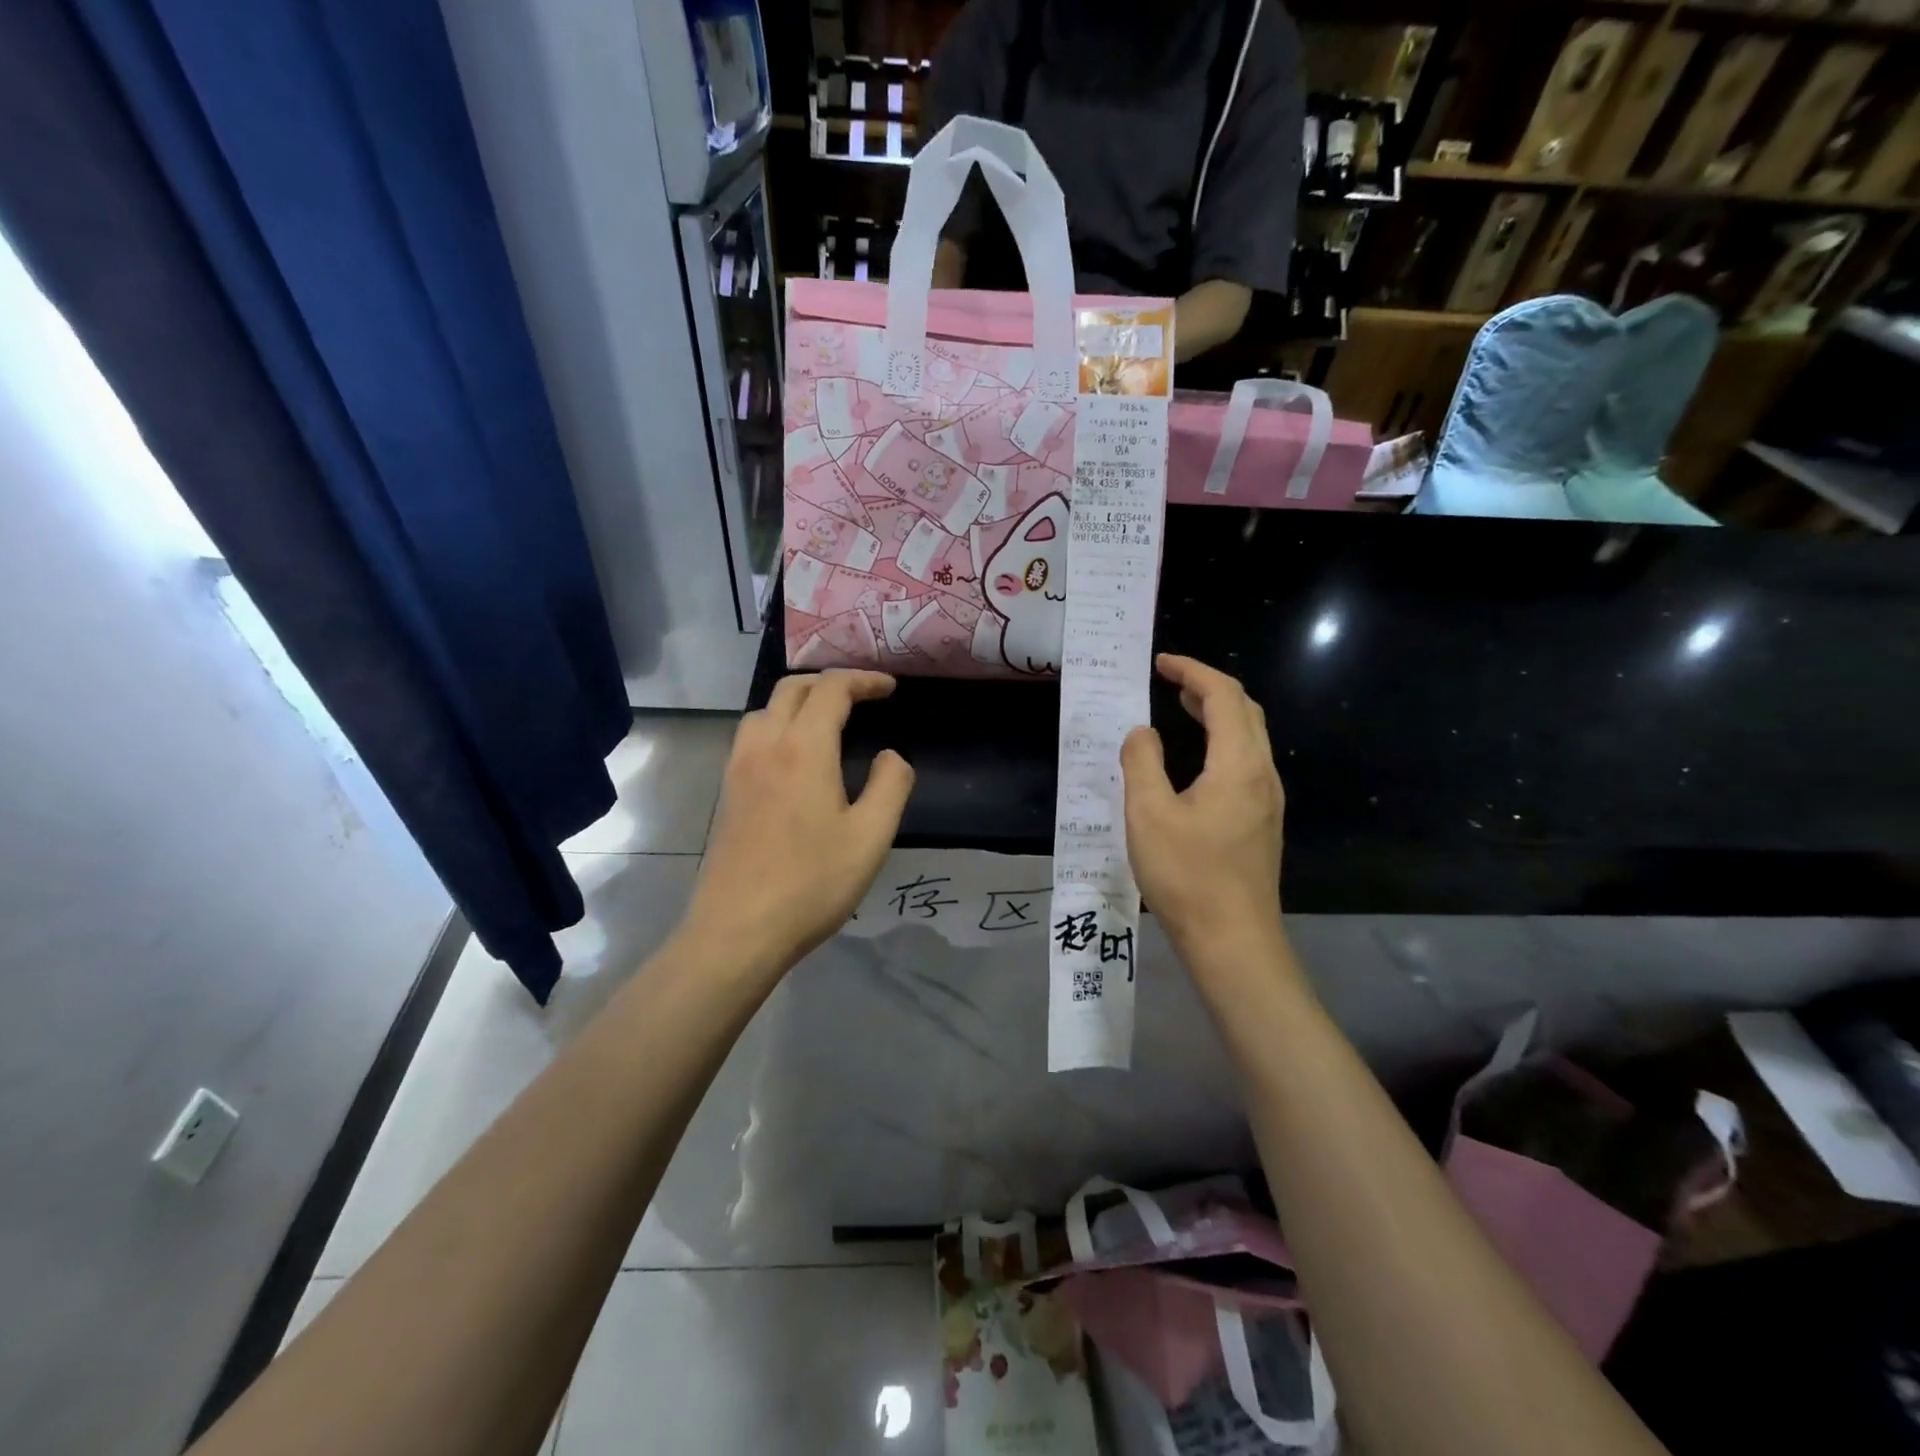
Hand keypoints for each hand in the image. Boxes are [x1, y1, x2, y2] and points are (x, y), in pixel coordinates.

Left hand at [682, 671, 913, 974]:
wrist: (738, 929)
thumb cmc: (812, 883)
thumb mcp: (871, 837)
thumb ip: (890, 785)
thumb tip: (890, 756)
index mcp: (803, 748)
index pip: (832, 689)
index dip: (864, 680)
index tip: (890, 688)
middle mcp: (765, 746)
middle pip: (792, 689)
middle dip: (830, 682)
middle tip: (863, 696)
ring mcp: (739, 768)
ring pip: (765, 710)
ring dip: (798, 701)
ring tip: (827, 720)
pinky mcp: (728, 793)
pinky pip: (751, 736)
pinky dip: (778, 725)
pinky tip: (794, 757)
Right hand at [1121, 655, 1286, 968]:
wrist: (1233, 941)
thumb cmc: (1188, 875)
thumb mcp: (1148, 814)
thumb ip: (1142, 762)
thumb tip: (1143, 732)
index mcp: (1239, 764)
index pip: (1224, 696)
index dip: (1193, 671)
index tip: (1161, 663)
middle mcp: (1262, 775)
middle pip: (1246, 711)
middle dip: (1209, 688)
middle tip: (1171, 682)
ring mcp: (1267, 801)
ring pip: (1250, 738)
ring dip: (1218, 715)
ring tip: (1182, 709)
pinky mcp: (1262, 823)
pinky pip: (1246, 763)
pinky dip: (1222, 742)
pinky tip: (1196, 762)